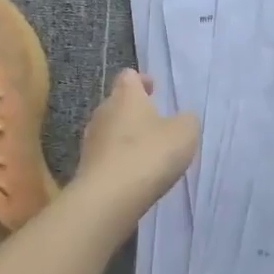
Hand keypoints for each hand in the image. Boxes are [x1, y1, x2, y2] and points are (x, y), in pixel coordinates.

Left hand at [77, 70, 199, 208]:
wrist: (109, 197)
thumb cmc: (149, 154)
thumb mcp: (184, 133)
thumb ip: (186, 120)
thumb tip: (181, 119)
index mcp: (126, 96)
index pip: (128, 76)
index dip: (142, 80)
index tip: (154, 89)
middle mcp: (103, 112)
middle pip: (118, 103)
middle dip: (135, 110)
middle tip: (155, 123)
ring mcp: (91, 140)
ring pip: (110, 130)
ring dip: (126, 136)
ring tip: (146, 151)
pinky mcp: (86, 167)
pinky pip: (106, 155)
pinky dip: (119, 159)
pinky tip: (134, 173)